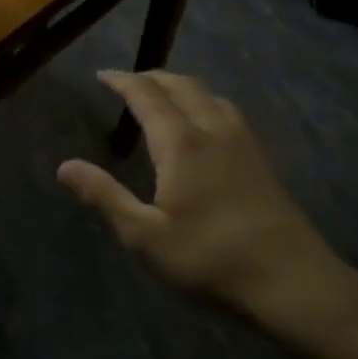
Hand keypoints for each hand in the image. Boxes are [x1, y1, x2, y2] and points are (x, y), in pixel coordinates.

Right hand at [58, 72, 357, 350]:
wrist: (293, 283)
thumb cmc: (210, 260)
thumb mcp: (144, 236)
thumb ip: (104, 196)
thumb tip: (64, 166)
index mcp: (182, 144)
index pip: (148, 97)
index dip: (123, 82)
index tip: (103, 75)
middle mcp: (214, 133)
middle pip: (183, 87)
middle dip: (153, 77)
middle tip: (129, 81)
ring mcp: (244, 146)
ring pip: (211, 96)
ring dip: (182, 86)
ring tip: (164, 95)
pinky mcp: (262, 163)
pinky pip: (228, 113)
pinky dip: (206, 102)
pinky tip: (207, 125)